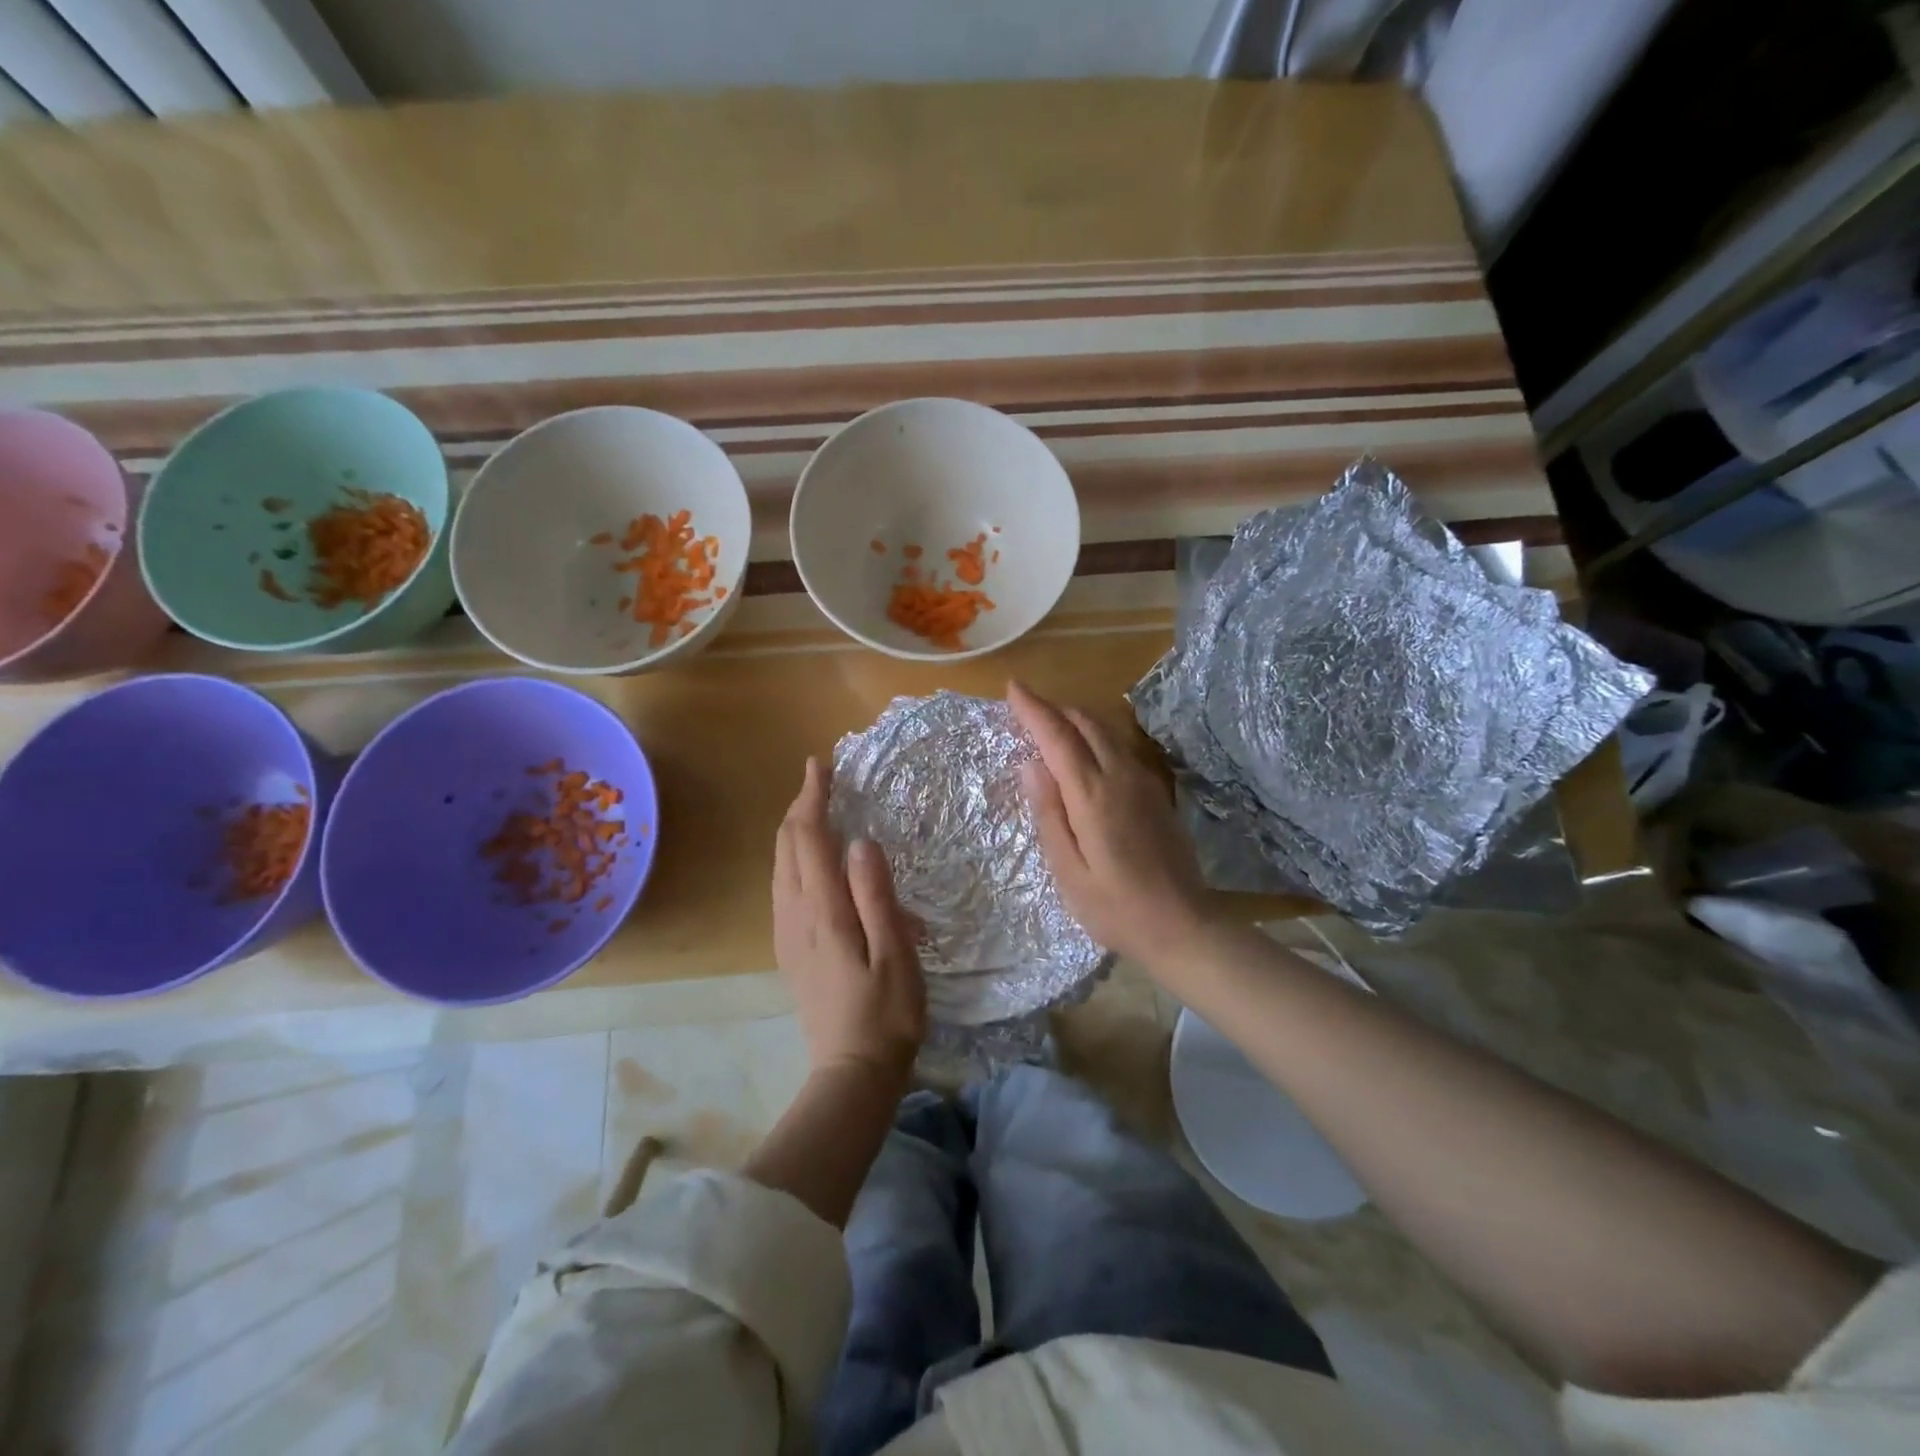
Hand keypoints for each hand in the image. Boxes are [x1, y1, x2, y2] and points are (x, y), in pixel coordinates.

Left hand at [773, 757, 925, 1081]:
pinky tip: (811, 859)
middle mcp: (794, 914)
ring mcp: (786, 932)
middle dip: (800, 806)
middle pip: (787, 846)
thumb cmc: (886, 1012)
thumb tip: (860, 842)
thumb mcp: (895, 952)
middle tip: (823, 778)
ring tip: (817, 808)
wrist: (851, 1072)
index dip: (814, 797)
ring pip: (779, 865)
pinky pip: (782, 885)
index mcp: (823, 911)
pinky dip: (793, 856)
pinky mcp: (788, 948)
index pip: (810, 838)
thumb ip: (876, 895)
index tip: (821, 764)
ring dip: (794, 829)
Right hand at [1009, 680, 1208, 967]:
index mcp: (1093, 795)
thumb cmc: (1115, 907)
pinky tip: (1085, 756)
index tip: (1013, 687)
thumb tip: (1031, 764)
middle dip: (1054, 709)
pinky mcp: (1156, 794)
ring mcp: (1144, 783)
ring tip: (1049, 727)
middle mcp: (1121, 777)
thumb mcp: (1068, 870)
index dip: (1033, 708)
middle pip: (1085, 724)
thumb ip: (1048, 813)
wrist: (1183, 926)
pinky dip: (1095, 739)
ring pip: (1106, 732)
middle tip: (1025, 710)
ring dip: (1075, 721)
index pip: (1058, 737)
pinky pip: (1120, 749)